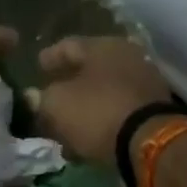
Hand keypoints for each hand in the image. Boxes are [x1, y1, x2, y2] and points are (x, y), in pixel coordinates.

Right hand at [25, 36, 171, 164]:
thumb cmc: (97, 112)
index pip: (68, 45)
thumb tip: (33, 95)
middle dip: (68, 82)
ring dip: (85, 103)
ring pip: (104, 90)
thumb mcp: (57, 104)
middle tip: (51, 94)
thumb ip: (41, 98)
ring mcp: (144, 82)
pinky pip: (118, 108)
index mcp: (103, 46)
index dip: (49, 57)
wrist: (150, 142)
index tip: (37, 66)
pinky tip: (88, 133)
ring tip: (67, 120)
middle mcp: (127, 57)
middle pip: (89, 68)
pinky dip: (101, 117)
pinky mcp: (153, 109)